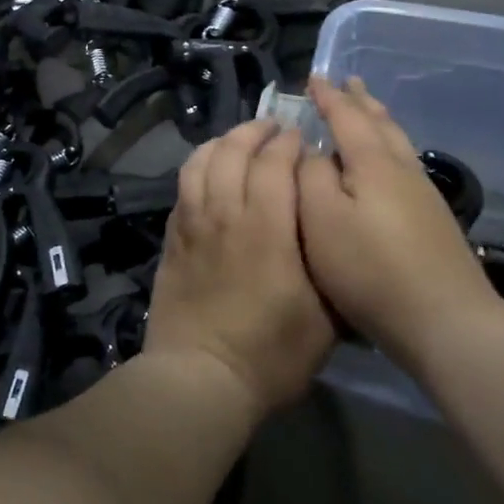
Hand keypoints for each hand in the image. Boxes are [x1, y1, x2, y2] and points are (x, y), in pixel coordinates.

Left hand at [145, 120, 336, 418]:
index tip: (301, 137)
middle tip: (272, 128)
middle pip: (233, 152)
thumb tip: (332, 230)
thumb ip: (327, 265)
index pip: (275, 164)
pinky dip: (197, 167)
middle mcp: (226, 214)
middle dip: (255, 132)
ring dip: (221, 143)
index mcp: (267, 228)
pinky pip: (182, 187)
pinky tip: (207, 171)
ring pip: (201, 162)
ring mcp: (192, 223)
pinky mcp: (172, 238)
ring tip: (238, 141)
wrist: (200, 375)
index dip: (289, 144)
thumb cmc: (270, 353)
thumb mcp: (325, 319)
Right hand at [297, 76, 500, 364]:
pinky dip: (388, 147)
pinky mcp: (432, 221)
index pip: (346, 117)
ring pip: (397, 143)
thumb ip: (308, 176)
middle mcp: (402, 170)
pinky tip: (387, 162)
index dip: (328, 97)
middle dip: (360, 101)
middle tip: (348, 82)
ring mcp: (423, 196)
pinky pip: (403, 164)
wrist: (446, 321)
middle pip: (381, 124)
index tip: (313, 77)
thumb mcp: (321, 219)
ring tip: (368, 110)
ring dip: (378, 121)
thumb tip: (310, 150)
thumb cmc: (370, 268)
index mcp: (373, 162)